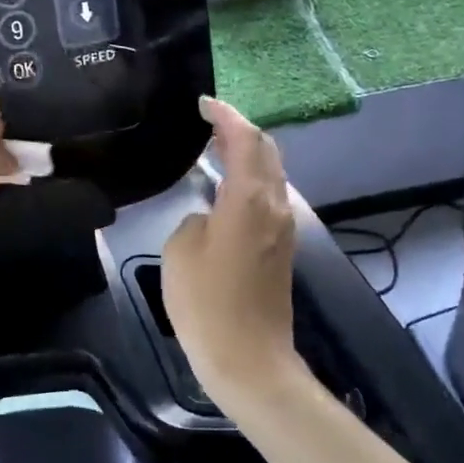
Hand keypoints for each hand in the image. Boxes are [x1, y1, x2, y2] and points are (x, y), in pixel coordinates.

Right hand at [161, 97, 296, 402]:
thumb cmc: (206, 303)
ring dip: (248, 156)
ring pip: (271, 175)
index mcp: (249, 200)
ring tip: (216, 148)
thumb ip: (195, 220)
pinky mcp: (281, 250)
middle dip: (240, 131)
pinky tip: (227, 188)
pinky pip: (268, 198)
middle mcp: (275, 206)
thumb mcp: (180, 251)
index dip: (226, 116)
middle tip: (210, 122)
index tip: (204, 103)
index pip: (245, 140)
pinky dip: (250, 180)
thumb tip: (209, 219)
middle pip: (267, 152)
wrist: (248, 359)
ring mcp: (283, 229)